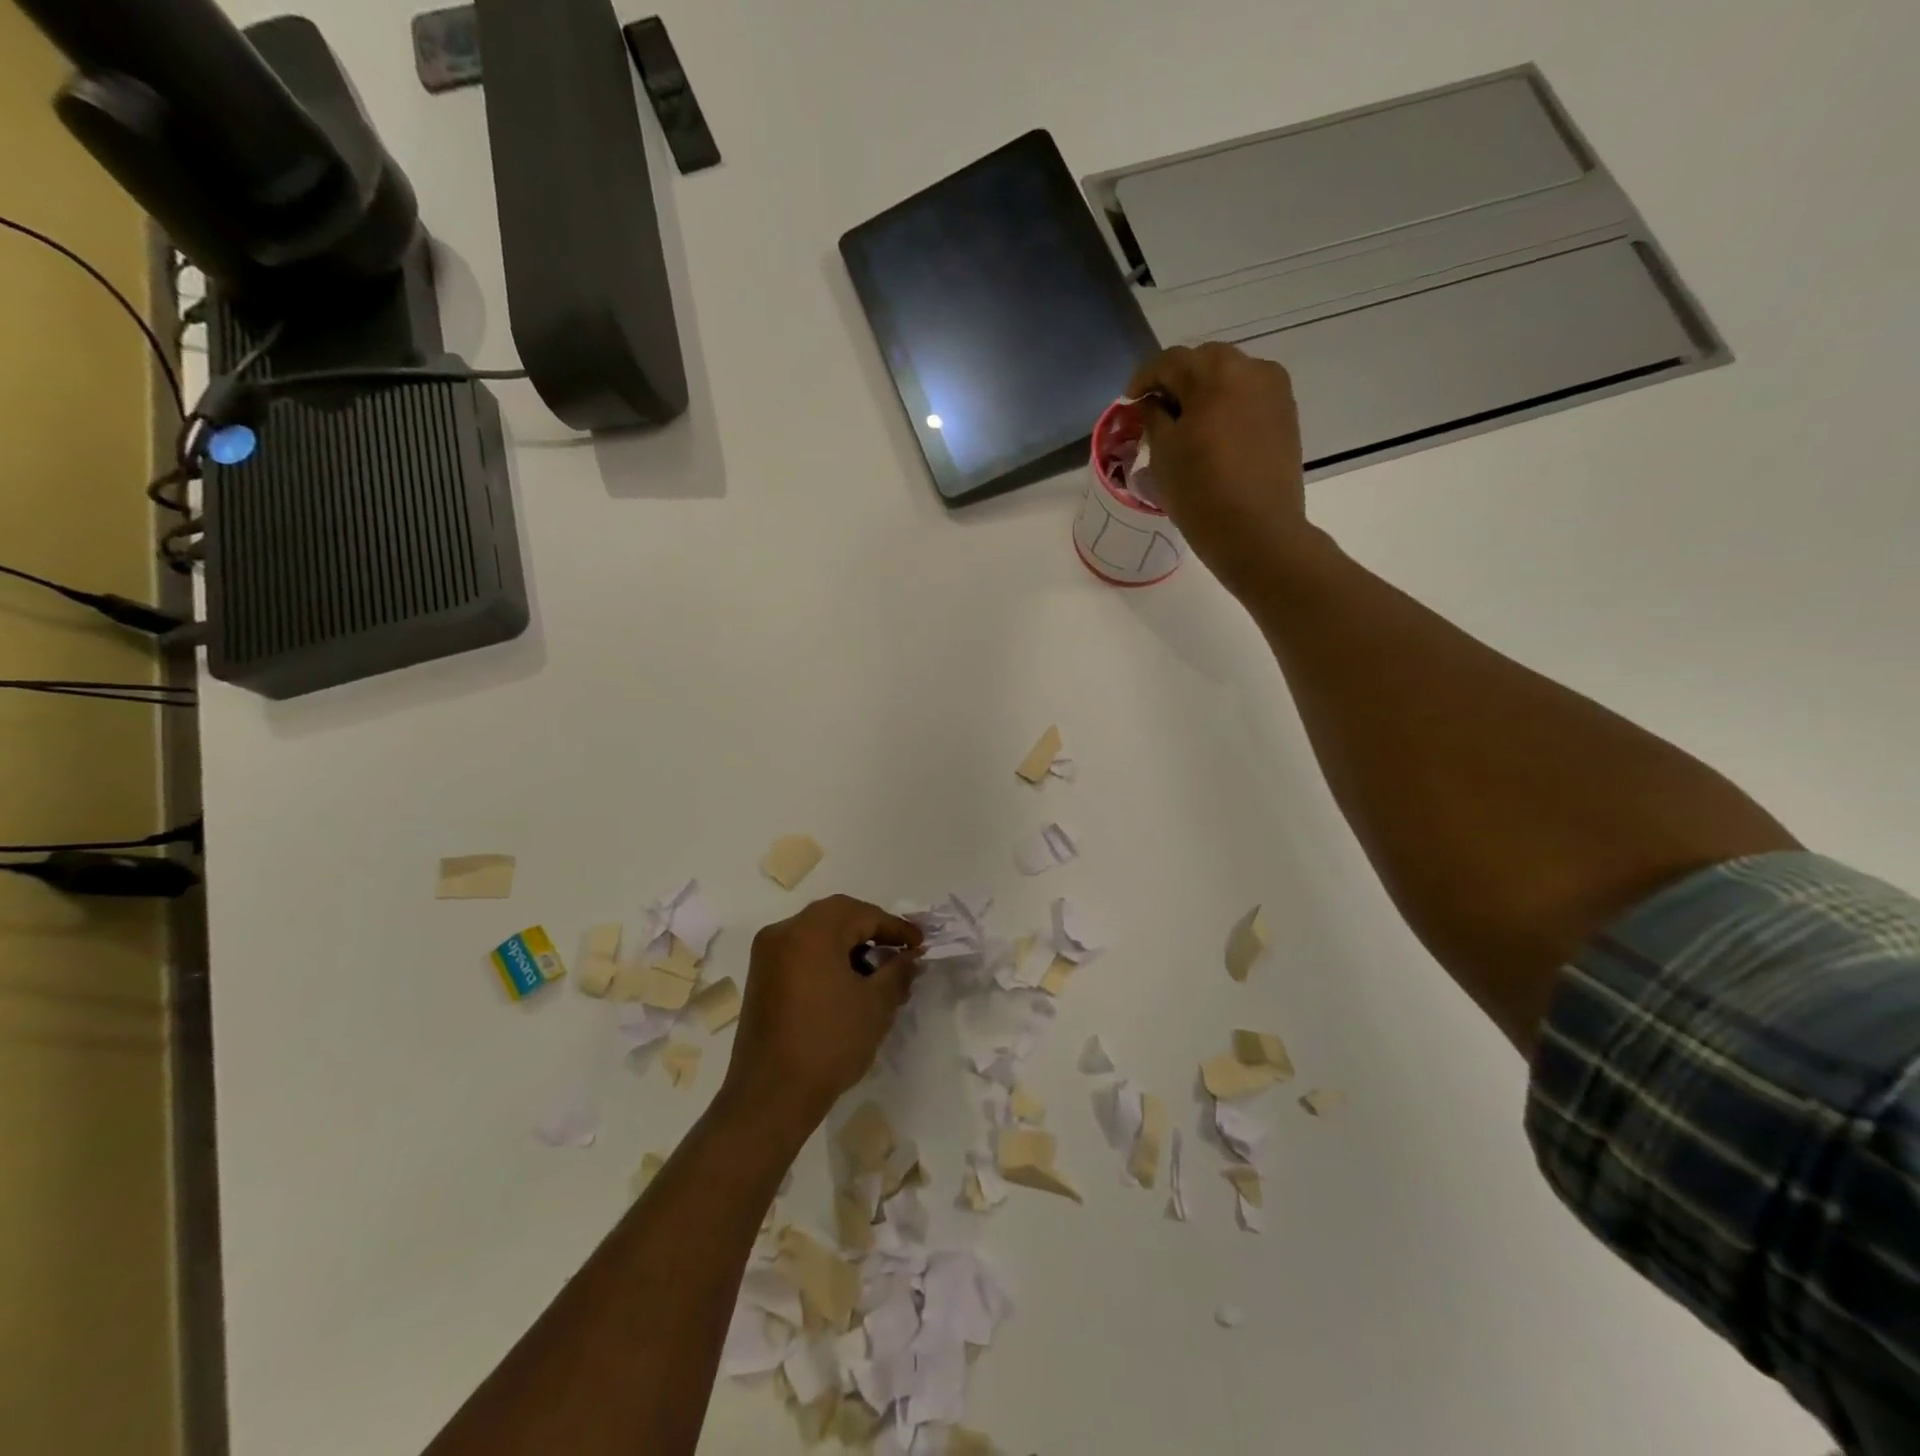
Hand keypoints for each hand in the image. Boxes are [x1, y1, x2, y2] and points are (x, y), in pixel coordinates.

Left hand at [720, 896, 924, 1134]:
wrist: (771, 1096)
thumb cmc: (829, 1042)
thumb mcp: (876, 1005)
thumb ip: (898, 971)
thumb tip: (910, 956)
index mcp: (811, 930)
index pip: (862, 913)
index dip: (895, 927)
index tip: (920, 944)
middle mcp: (784, 932)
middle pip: (837, 916)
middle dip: (871, 930)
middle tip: (899, 952)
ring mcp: (768, 955)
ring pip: (818, 933)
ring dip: (849, 945)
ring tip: (877, 973)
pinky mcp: (761, 978)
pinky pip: (801, 952)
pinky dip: (827, 958)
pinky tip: (848, 985)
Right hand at [1127, 343, 1320, 600]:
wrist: (1258, 532)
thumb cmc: (1201, 493)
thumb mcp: (1163, 453)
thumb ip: (1153, 416)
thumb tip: (1152, 401)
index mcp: (1214, 373)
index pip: (1169, 361)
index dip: (1143, 379)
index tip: (1129, 404)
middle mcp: (1250, 368)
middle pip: (1203, 362)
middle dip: (1176, 381)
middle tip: (1156, 412)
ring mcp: (1274, 390)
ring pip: (1229, 377)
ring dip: (1203, 392)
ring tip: (1186, 425)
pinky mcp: (1286, 414)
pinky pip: (1248, 397)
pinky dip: (1226, 406)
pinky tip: (1214, 435)